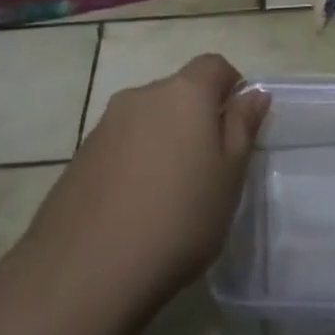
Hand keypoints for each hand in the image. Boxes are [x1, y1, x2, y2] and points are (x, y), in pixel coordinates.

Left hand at [27, 54, 270, 313]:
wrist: (87, 270)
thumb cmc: (180, 218)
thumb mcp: (230, 176)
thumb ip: (242, 127)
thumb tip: (253, 93)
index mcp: (183, 93)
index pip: (214, 65)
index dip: (232, 87)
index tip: (238, 128)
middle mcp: (141, 96)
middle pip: (179, 92)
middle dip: (198, 118)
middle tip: (209, 169)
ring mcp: (104, 125)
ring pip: (149, 120)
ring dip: (165, 141)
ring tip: (171, 194)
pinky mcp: (80, 156)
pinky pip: (121, 145)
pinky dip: (136, 162)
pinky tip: (137, 207)